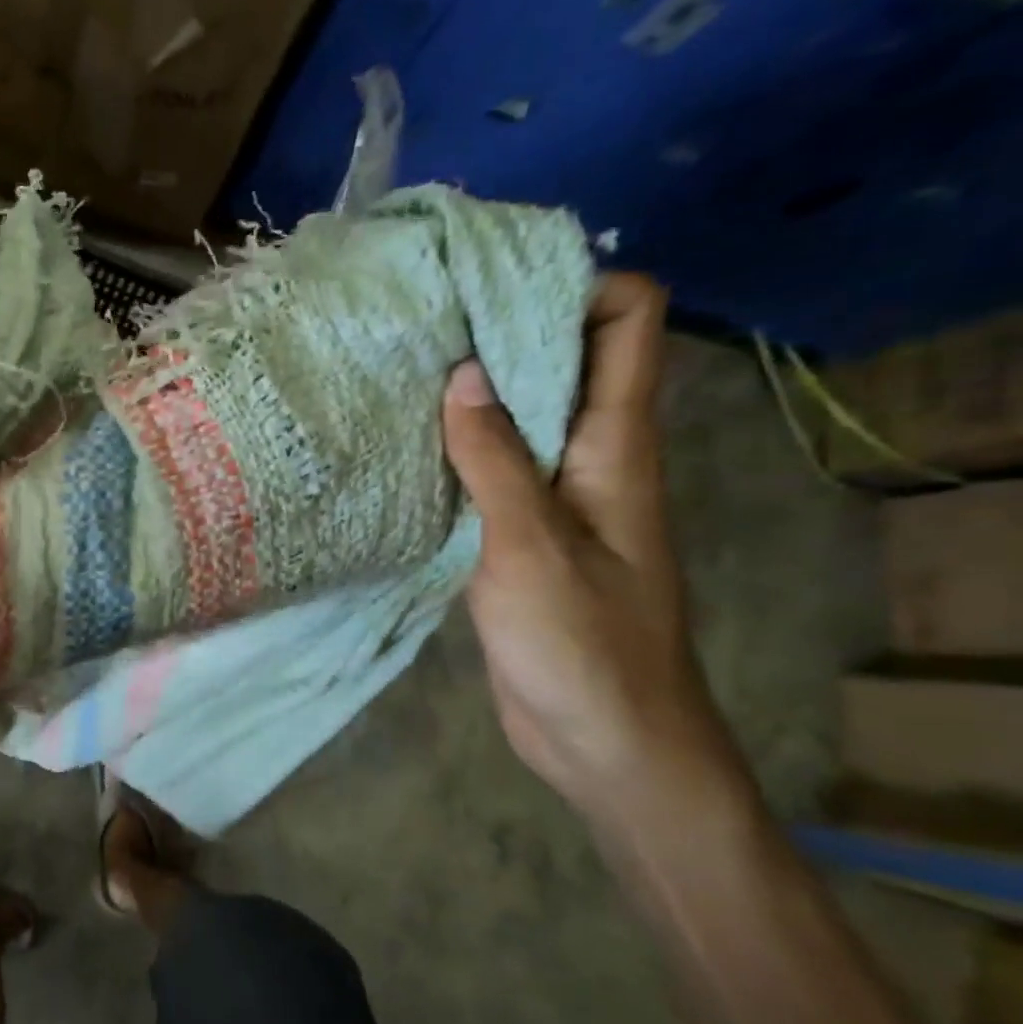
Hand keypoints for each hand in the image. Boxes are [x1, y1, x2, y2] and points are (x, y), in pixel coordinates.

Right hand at [441, 275, 741, 819]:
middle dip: (501, 333)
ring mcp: (552, 498)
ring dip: (468, 395)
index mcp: (616, 446)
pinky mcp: (517, 536)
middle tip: (420, 322)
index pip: (628, 324)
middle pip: (563, 362)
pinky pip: (488, 472)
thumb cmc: (583, 643)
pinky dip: (452, 452)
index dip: (576, 286)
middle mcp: (589, 458)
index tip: (491, 284)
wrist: (603, 739)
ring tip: (396, 375)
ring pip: (517, 418)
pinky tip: (401, 450)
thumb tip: (462, 373)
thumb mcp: (533, 547)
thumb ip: (497, 460)